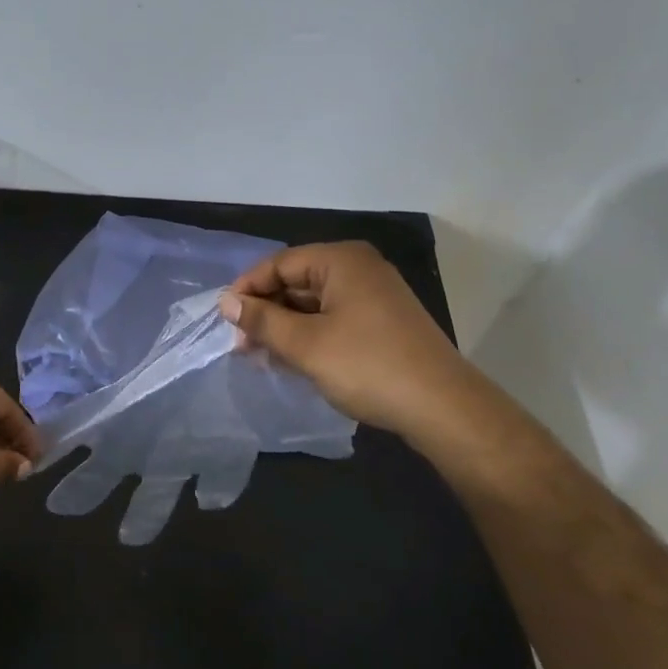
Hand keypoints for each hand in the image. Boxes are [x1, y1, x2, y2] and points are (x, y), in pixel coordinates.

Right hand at [218, 241, 482, 446]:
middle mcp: (359, 269)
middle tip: (241, 344)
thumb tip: (227, 303)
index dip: (247, 289)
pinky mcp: (383, 322)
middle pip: (297, 282)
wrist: (443, 408)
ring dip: (285, 328)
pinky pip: (334, 319)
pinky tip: (292, 361)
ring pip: (314, 304)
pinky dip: (310, 336)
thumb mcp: (305, 344)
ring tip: (261, 357)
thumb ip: (262, 320)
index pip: (279, 264)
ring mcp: (375, 296)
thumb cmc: (367, 366)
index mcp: (341, 260)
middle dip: (266, 312)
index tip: (225, 319)